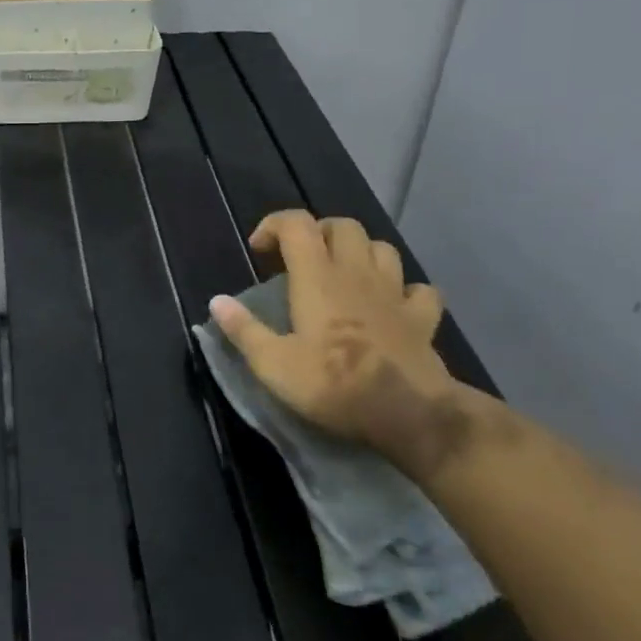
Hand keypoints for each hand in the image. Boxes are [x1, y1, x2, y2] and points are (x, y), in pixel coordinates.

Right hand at [209, 211, 465, 477]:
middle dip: (319, 232)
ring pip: (383, 249)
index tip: (259, 251)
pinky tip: (392, 305)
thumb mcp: (273, 364)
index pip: (296, 224)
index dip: (274, 225)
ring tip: (343, 274)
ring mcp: (395, 294)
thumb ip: (244, 330)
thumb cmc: (334, 385)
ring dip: (361, 253)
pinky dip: (405, 290)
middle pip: (343, 226)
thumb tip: (217, 302)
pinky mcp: (422, 320)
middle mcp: (356, 274)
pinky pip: (420, 290)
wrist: (410, 416)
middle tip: (300, 259)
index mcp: (317, 277)